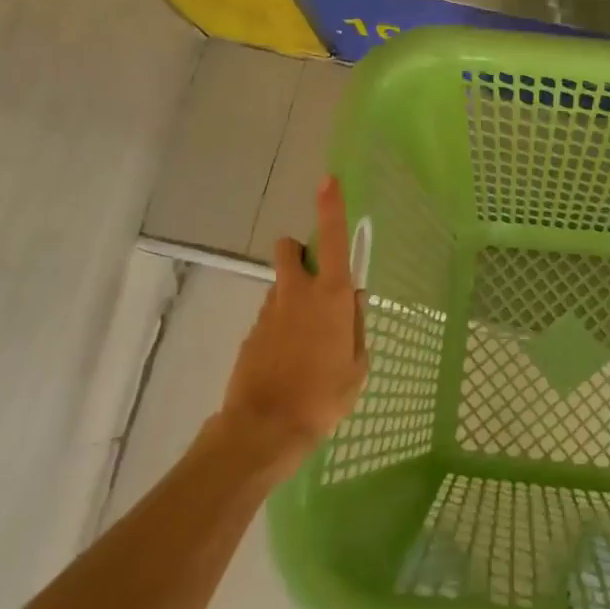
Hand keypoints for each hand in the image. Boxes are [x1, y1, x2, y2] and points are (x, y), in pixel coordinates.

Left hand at [219, 177, 368, 470]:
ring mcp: (269, 310)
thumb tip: (354, 298)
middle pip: (291, 248)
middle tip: (315, 282)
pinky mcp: (251, 331)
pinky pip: (270, 313)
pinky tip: (289, 359)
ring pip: (281, 283)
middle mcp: (298, 293)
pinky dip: (280, 323)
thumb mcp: (358, 364)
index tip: (327, 180)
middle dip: (300, 252)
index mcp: (332, 297)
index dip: (331, 207)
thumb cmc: (324, 396)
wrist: (265, 428)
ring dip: (293, 294)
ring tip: (306, 340)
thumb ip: (357, 324)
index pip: (334, 239)